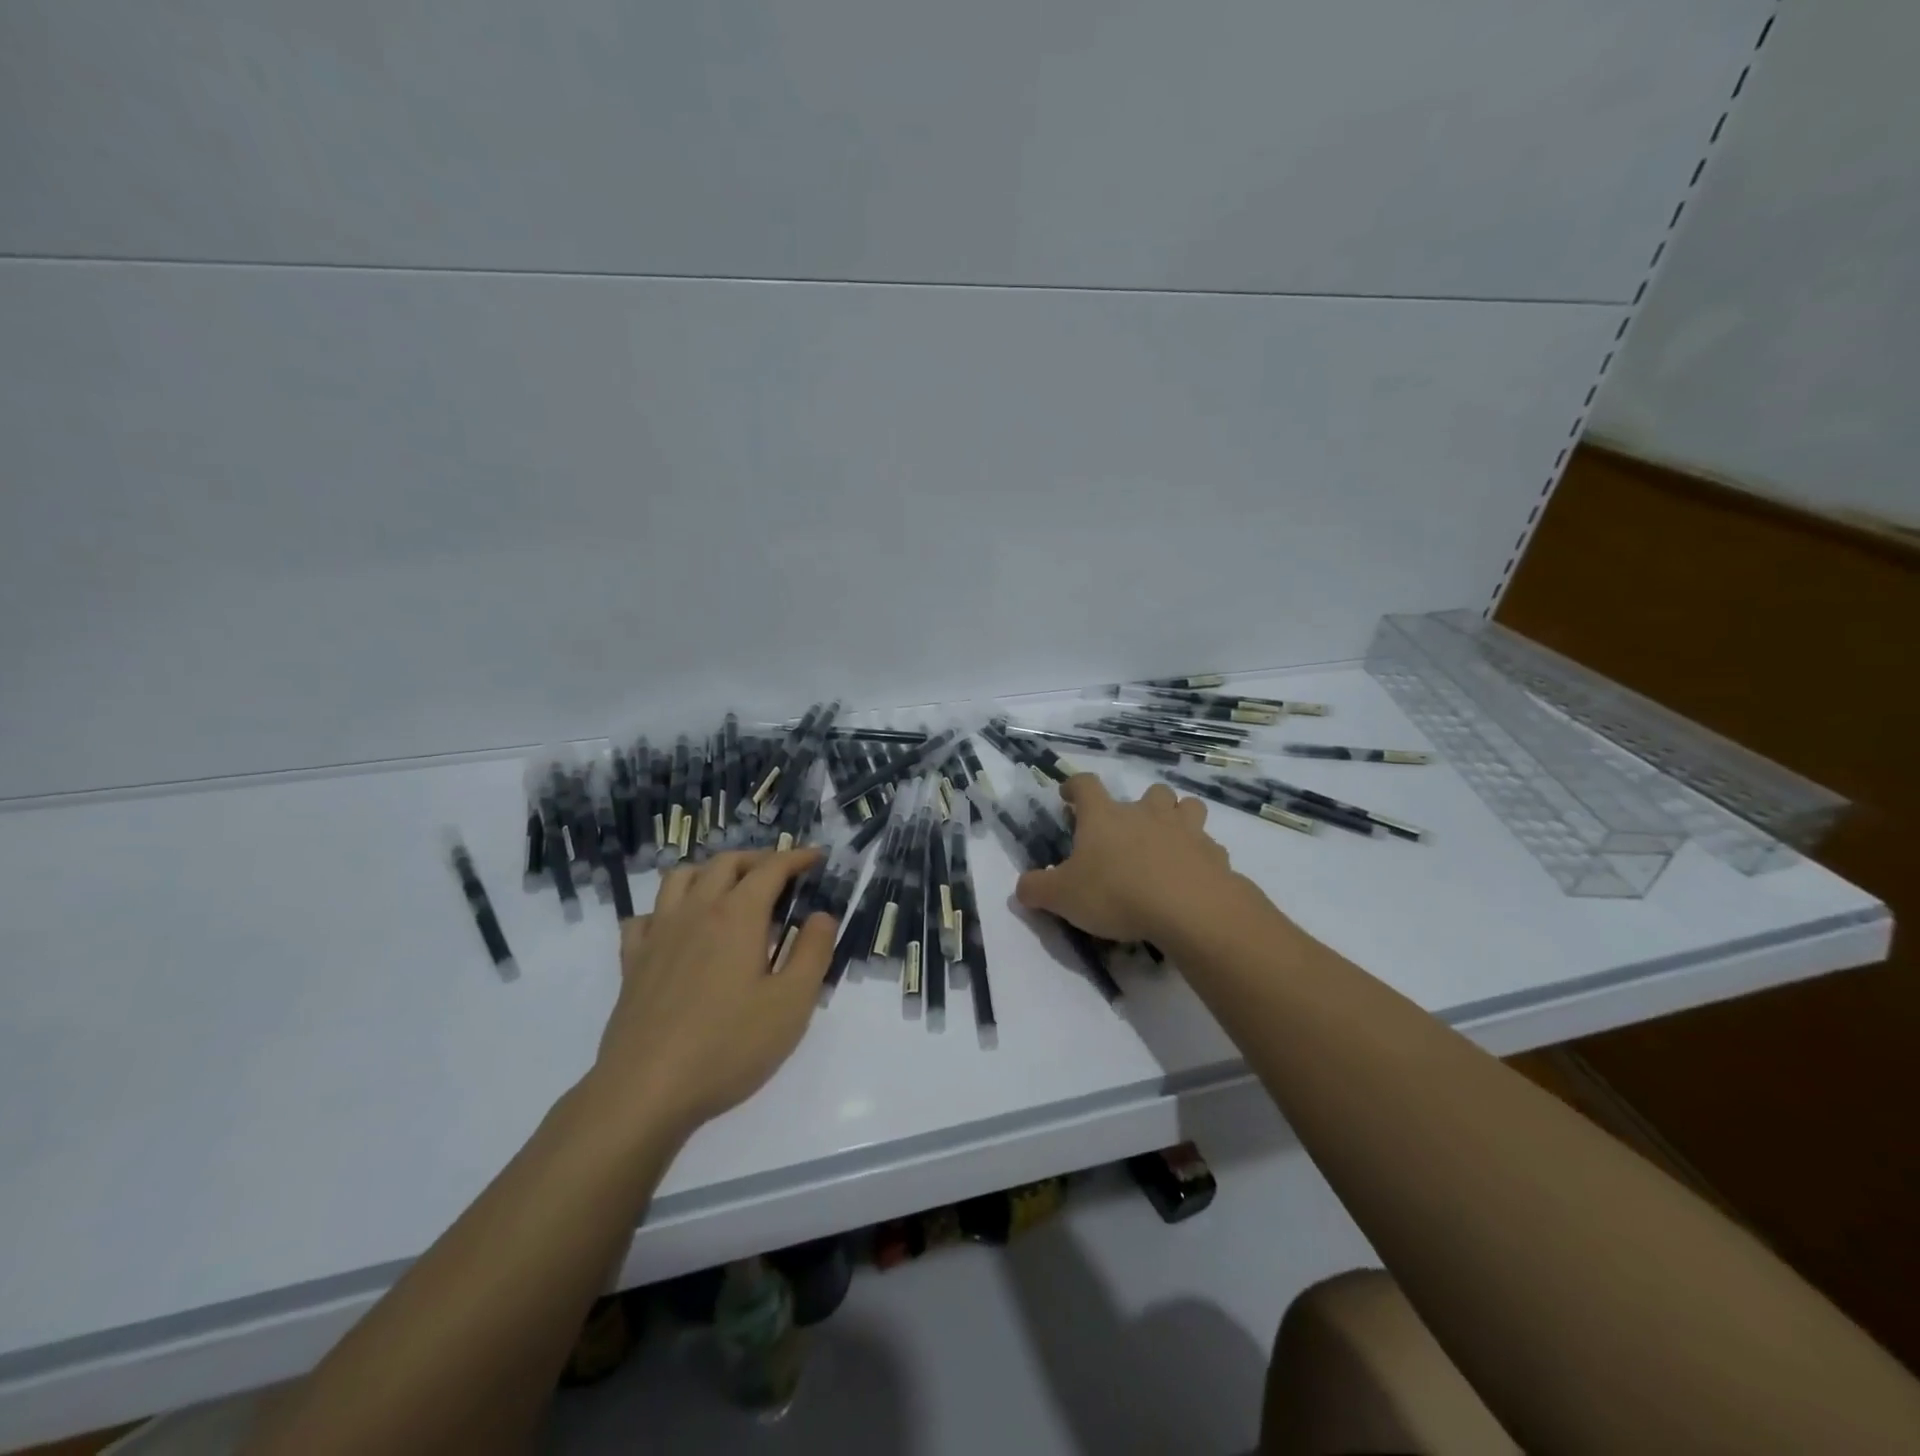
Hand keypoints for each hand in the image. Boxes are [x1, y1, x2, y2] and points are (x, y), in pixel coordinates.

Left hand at [587, 849, 837, 1140]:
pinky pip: (644, 917)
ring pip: (680, 878)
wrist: (645, 1090)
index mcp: (738, 916)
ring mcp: (658, 935)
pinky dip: (665, 910)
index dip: (796, 857)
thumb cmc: (728, 1046)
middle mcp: (696, 912)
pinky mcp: (632, 962)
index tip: (816, 857)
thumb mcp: (792, 1003)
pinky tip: (677, 929)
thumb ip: (813, 952)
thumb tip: (821, 915)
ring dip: (709, 871)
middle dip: (757, 858)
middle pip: (725, 863)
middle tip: (780, 873)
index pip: (771, 868)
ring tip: (729, 888)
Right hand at [1014, 776, 1238, 942]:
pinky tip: (1192, 876)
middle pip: (1149, 791)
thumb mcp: (1063, 897)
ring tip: (1169, 841)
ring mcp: (1184, 830)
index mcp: (1104, 817)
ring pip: (1187, 807)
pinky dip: (1200, 855)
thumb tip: (1022, 886)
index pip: (1086, 785)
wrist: (1188, 908)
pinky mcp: (1213, 854)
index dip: (1075, 786)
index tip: (1069, 795)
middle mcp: (1145, 813)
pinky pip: (1208, 846)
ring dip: (1179, 817)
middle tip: (1131, 829)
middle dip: (1141, 804)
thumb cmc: (1116, 893)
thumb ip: (1037, 889)